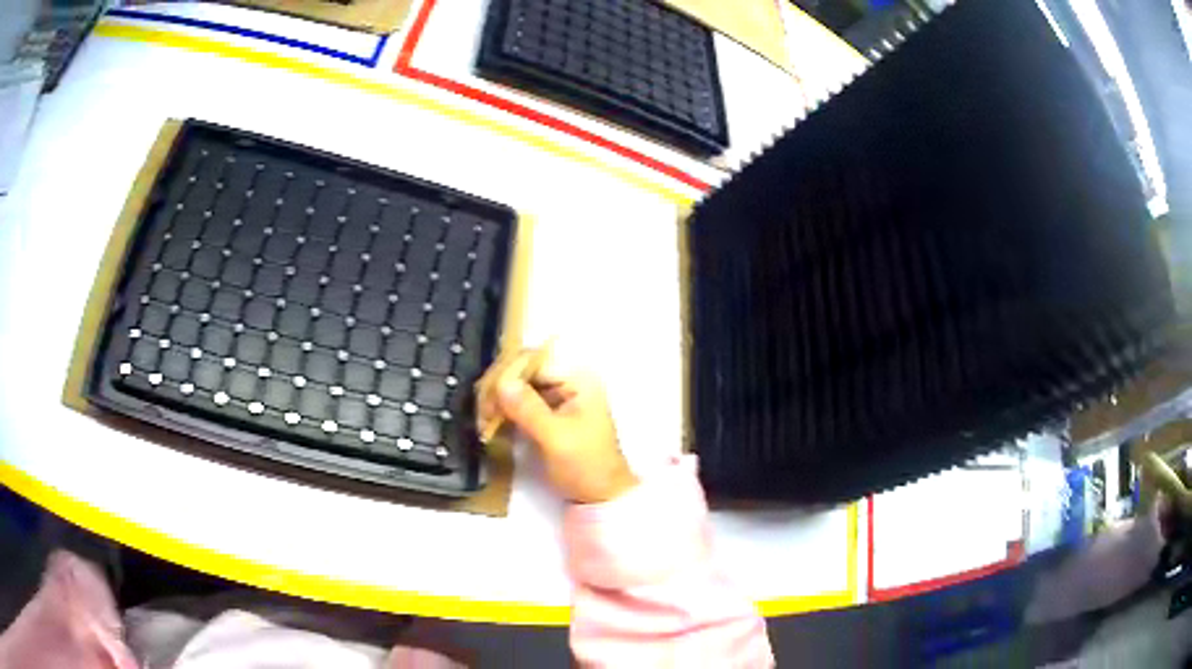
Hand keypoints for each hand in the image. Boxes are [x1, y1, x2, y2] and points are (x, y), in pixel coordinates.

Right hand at [478, 347, 637, 503]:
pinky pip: (520, 403)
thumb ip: (529, 409)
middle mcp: (568, 382)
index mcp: (578, 380)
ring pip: (519, 386)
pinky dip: (505, 411)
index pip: (535, 360)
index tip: (487, 395)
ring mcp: (558, 398)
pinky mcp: (548, 414)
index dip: (508, 373)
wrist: (601, 496)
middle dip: (500, 387)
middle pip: (524, 371)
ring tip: (482, 419)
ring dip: (499, 400)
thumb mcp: (556, 438)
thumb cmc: (585, 466)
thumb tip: (501, 383)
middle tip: (481, 411)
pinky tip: (490, 423)